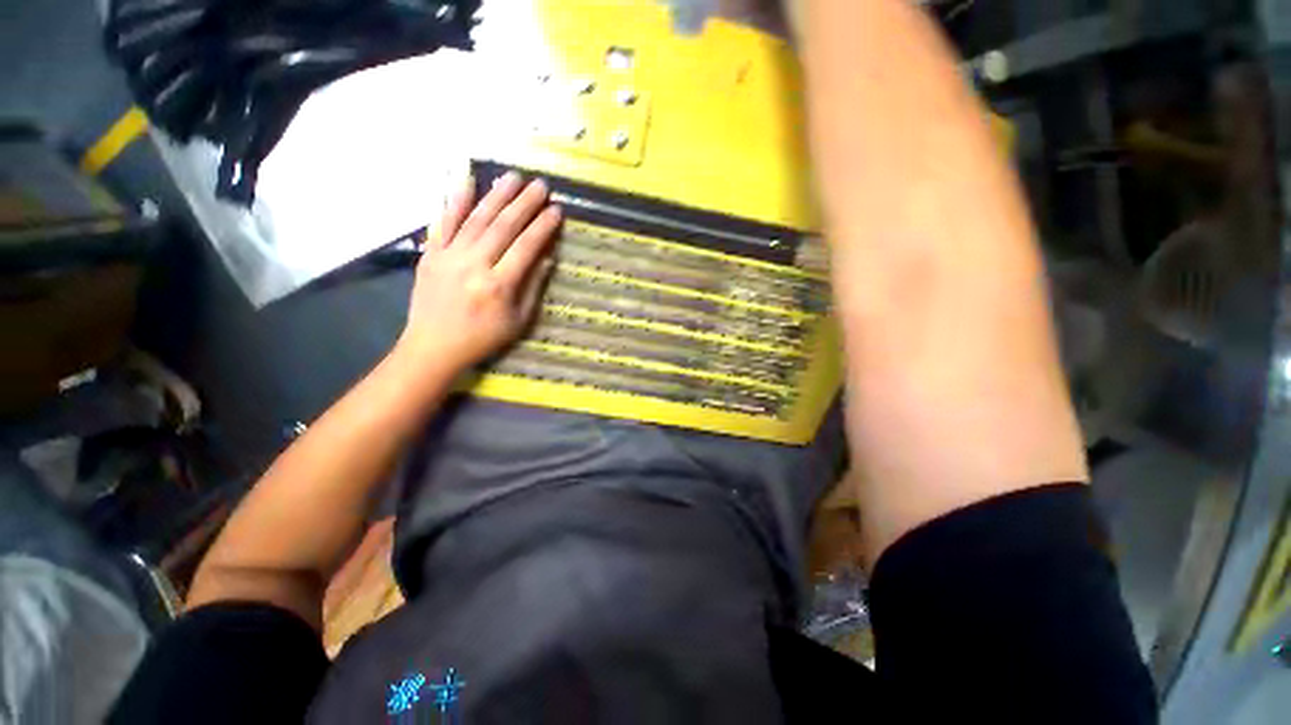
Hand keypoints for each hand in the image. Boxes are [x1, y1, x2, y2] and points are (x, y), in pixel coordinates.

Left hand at [397, 172, 562, 378]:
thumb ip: (534, 287)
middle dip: (525, 203)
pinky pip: (444, 221)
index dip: (543, 227)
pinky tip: (468, 180)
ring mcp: (449, 255)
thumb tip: (548, 257)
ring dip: (497, 195)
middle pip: (503, 226)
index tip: (556, 210)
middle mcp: (474, 264)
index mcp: (498, 286)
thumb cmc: (483, 338)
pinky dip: (456, 199)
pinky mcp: (430, 253)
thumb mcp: (519, 321)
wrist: (433, 346)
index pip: (526, 247)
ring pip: (477, 218)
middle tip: (541, 185)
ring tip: (514, 177)